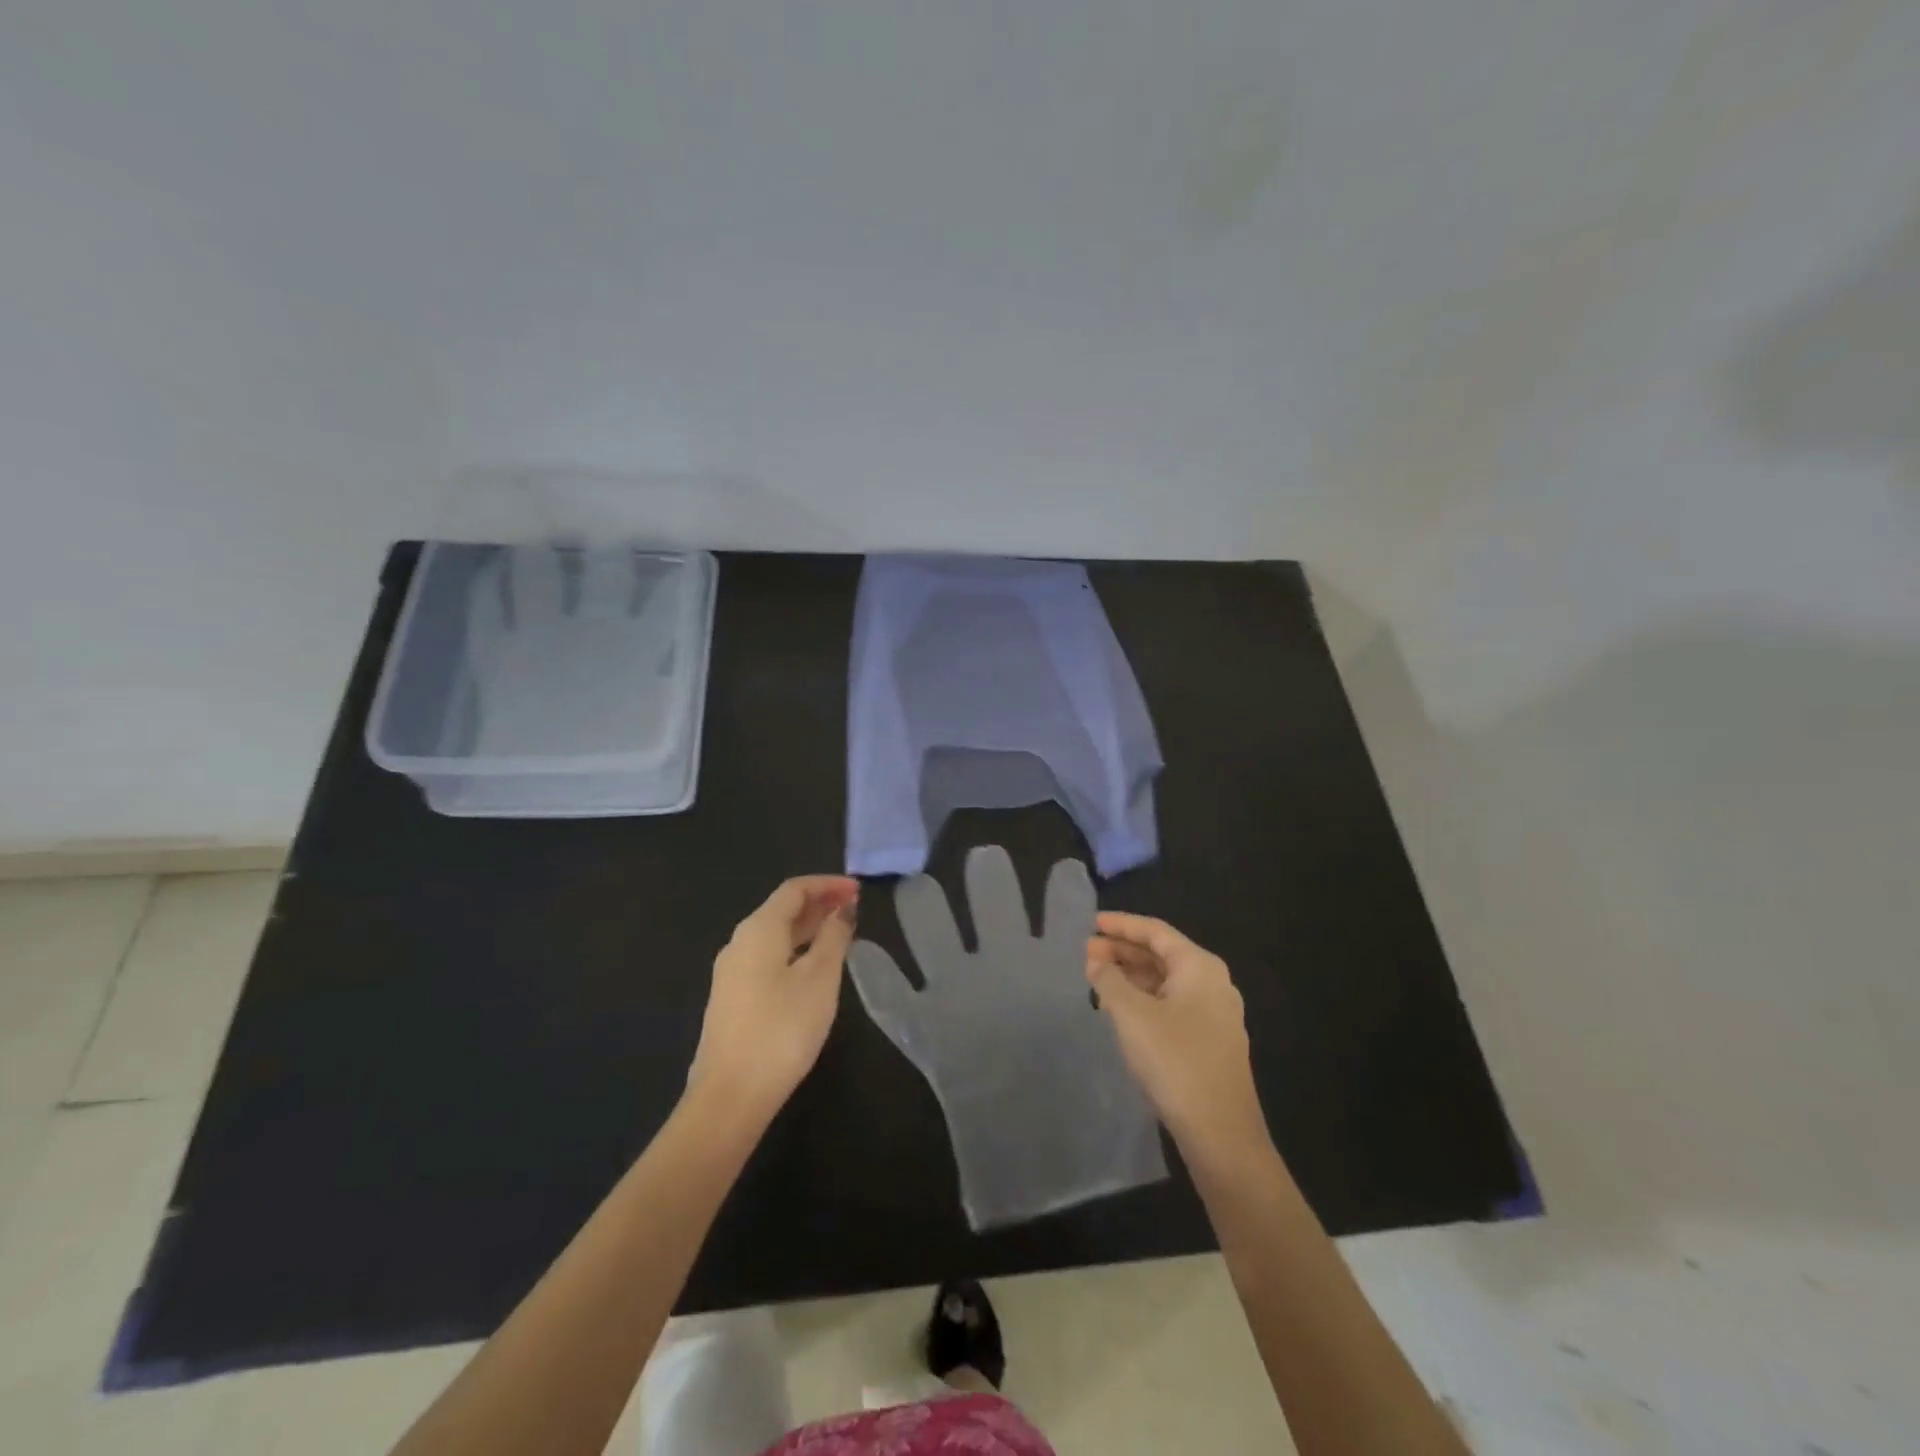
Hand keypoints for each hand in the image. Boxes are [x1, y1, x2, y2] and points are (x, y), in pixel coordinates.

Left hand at [688, 875, 859, 1121]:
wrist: (730, 1097)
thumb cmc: (781, 1029)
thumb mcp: (819, 979)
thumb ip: (833, 938)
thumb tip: (842, 911)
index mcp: (758, 929)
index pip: (794, 890)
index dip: (828, 884)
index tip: (859, 890)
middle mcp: (739, 943)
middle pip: (781, 910)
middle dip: (819, 904)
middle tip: (854, 909)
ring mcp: (731, 973)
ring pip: (774, 936)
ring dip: (808, 928)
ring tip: (841, 935)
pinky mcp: (732, 1000)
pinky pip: (768, 958)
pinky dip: (795, 950)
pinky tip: (814, 969)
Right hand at [1085, 912, 1268, 1155]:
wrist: (1221, 1132)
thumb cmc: (1174, 1060)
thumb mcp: (1131, 1014)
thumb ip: (1108, 980)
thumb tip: (1096, 960)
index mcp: (1199, 966)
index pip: (1155, 931)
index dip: (1121, 924)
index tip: (1091, 923)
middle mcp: (1213, 983)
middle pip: (1162, 954)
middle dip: (1123, 951)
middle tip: (1087, 953)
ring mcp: (1215, 1014)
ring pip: (1166, 982)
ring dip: (1132, 976)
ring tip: (1097, 978)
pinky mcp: (1210, 1041)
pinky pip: (1172, 1004)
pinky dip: (1145, 999)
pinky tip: (1121, 1010)